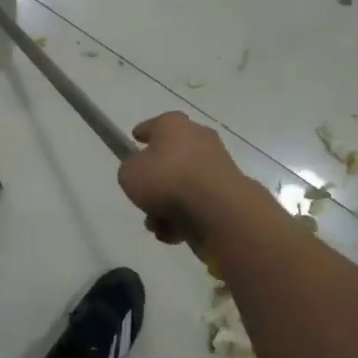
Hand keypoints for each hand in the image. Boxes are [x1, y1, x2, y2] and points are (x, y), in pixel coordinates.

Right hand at [118, 112, 265, 246]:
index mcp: (173, 125)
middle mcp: (198, 138)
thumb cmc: (167, 180)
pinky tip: (174, 233)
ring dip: (168, 205)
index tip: (134, 141)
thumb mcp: (129, 174)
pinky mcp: (228, 191)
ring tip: (157, 224)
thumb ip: (130, 170)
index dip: (142, 134)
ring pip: (183, 184)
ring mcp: (217, 164)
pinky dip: (185, 216)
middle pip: (171, 157)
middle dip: (156, 180)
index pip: (154, 125)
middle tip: (143, 196)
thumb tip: (141, 173)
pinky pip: (198, 202)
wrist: (216, 209)